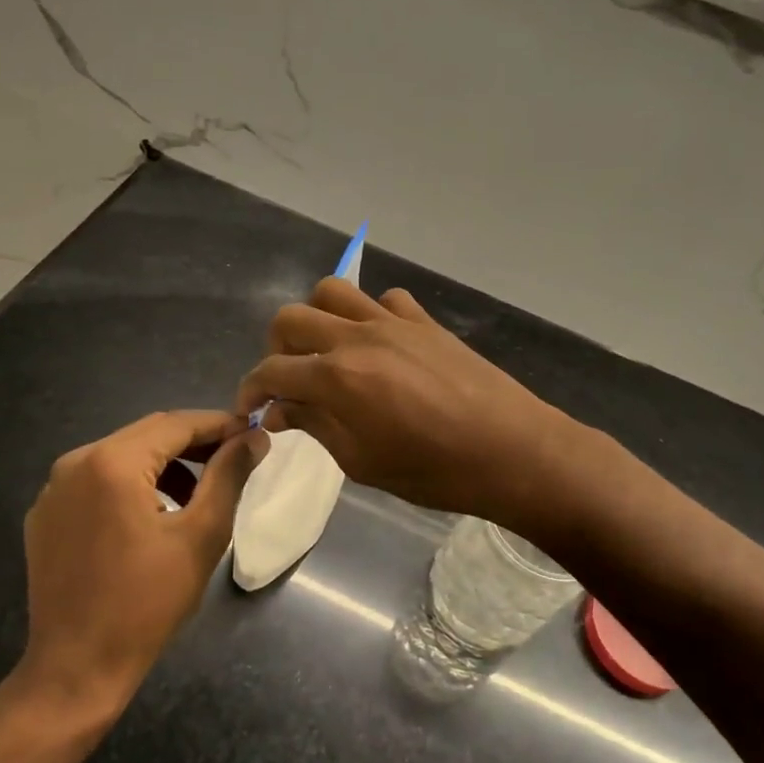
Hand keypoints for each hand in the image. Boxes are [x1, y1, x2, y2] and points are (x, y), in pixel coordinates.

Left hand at [17, 410, 266, 718]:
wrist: (76, 668)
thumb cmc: (147, 602)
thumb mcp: (201, 535)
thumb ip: (229, 475)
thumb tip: (255, 437)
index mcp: (112, 462)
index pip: (176, 424)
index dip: (218, 424)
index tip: (252, 433)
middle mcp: (75, 462)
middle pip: (147, 435)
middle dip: (193, 443)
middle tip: (233, 458)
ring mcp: (54, 489)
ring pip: (121, 456)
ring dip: (163, 464)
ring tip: (199, 491)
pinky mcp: (46, 515)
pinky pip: (96, 481)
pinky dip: (131, 484)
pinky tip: (153, 515)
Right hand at [234, 278, 587, 537]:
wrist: (511, 450)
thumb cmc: (433, 471)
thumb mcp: (362, 462)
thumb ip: (315, 426)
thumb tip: (281, 409)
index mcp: (336, 377)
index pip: (272, 370)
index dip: (252, 389)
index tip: (252, 409)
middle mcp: (357, 337)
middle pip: (291, 318)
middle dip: (276, 348)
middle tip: (289, 380)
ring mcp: (393, 322)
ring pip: (333, 291)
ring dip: (317, 318)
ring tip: (327, 351)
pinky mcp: (425, 321)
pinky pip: (385, 299)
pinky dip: (370, 315)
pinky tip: (379, 345)